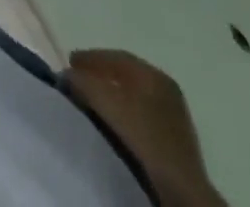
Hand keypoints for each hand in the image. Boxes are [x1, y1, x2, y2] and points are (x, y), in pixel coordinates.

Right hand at [62, 50, 222, 206]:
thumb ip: (84, 82)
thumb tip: (67, 74)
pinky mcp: (174, 142)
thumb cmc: (144, 137)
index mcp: (154, 74)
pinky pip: (141, 116)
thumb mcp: (107, 102)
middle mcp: (166, 89)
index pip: (116, 56)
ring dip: (111, 96)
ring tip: (91, 101)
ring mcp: (173, 116)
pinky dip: (123, 113)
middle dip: (99, 75)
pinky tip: (112, 123)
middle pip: (125, 75)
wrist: (182, 191)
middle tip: (78, 79)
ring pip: (133, 96)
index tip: (69, 63)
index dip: (89, 57)